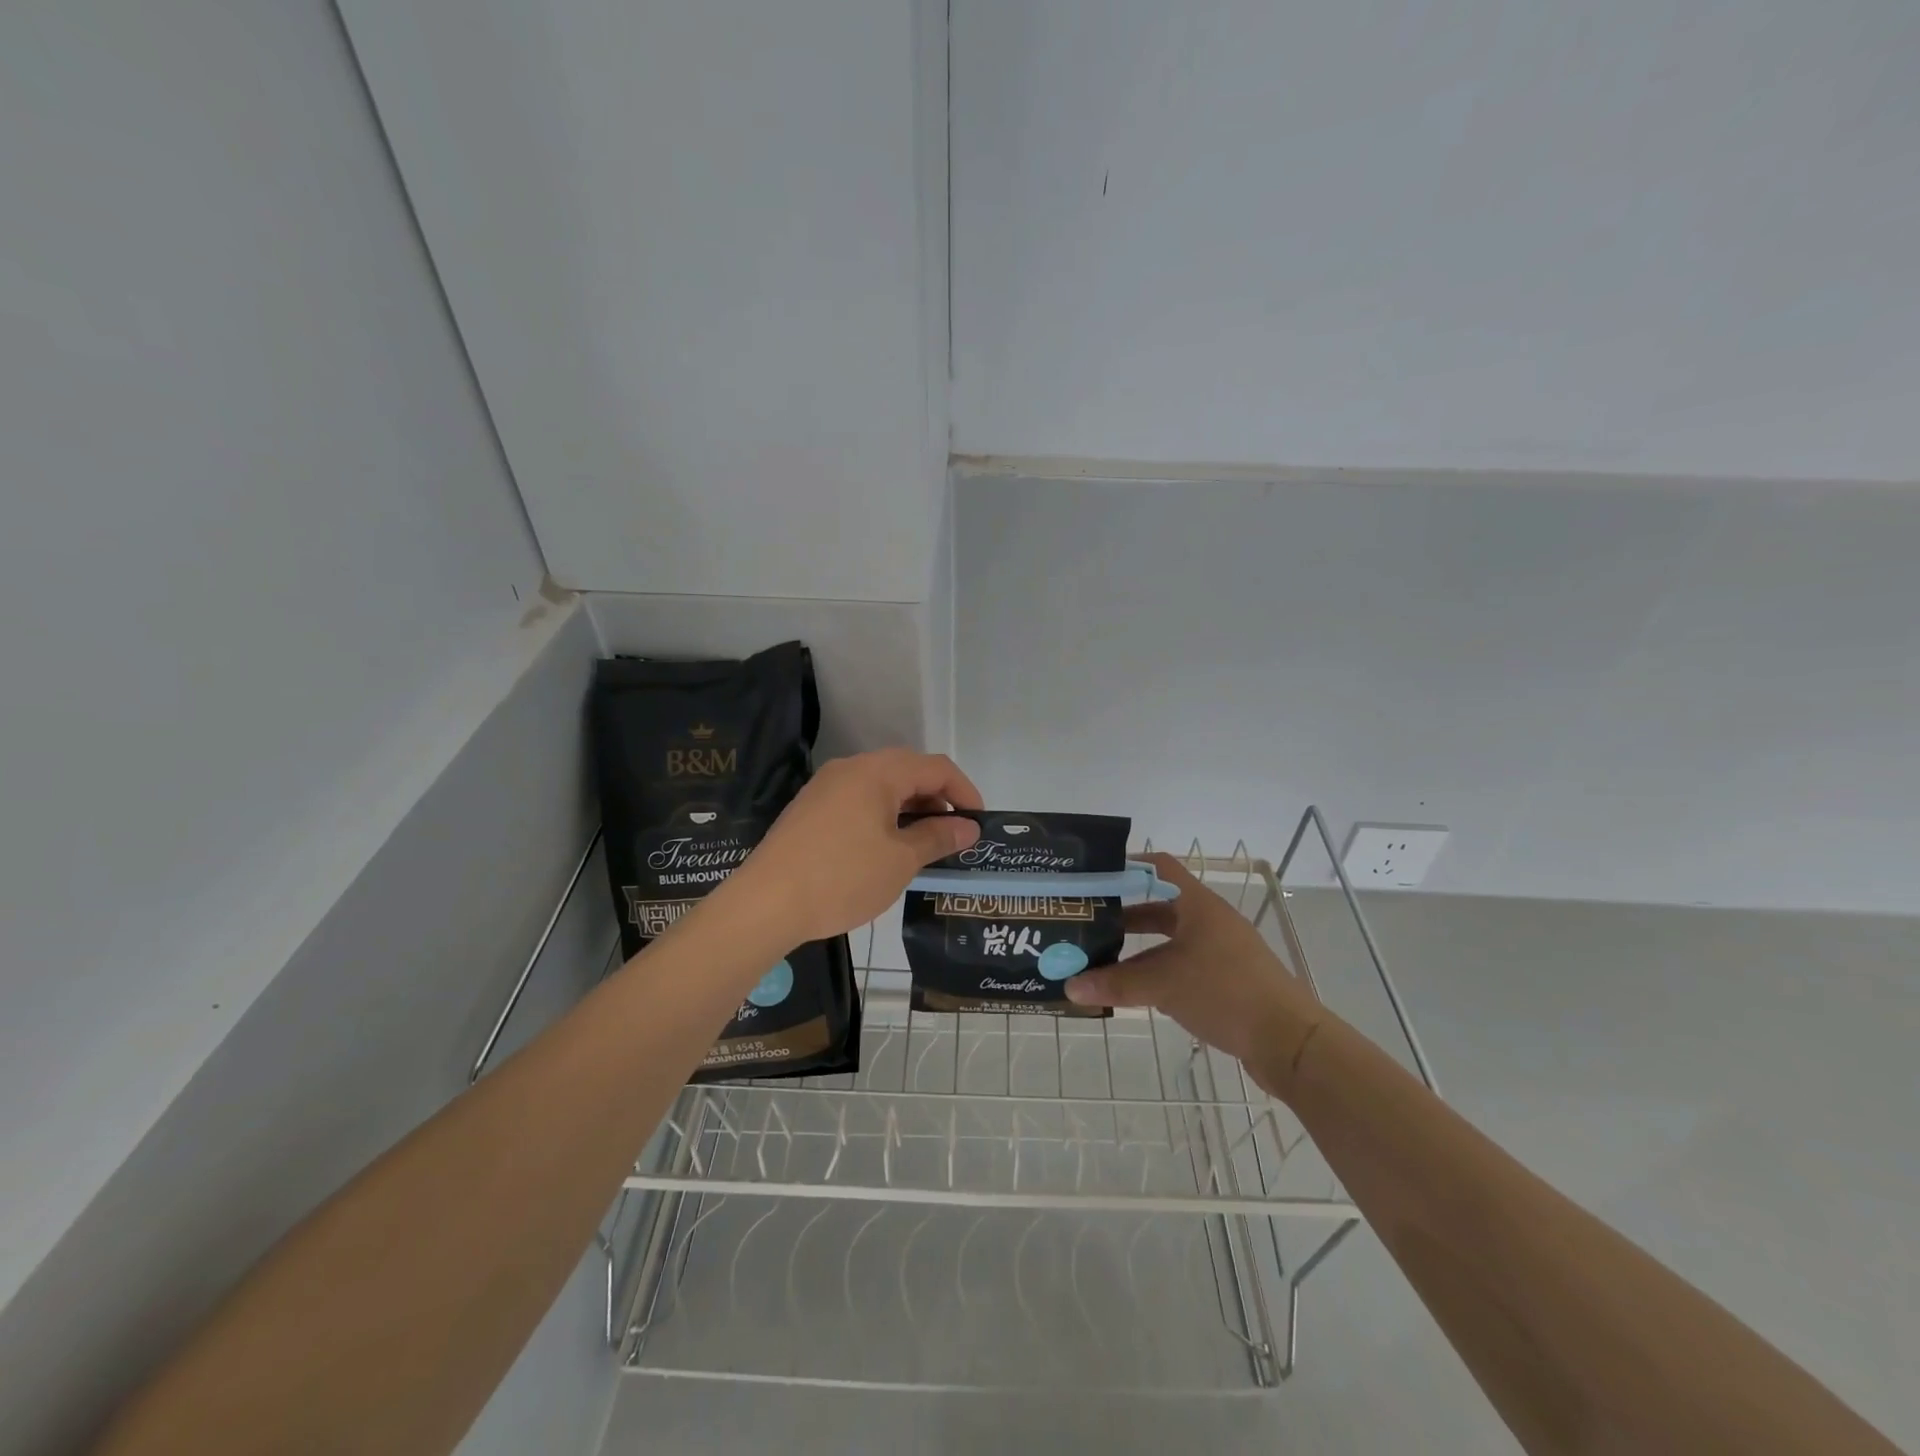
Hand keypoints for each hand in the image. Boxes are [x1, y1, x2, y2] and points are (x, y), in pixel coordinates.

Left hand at [727, 748, 982, 944]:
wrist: (765, 904)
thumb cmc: (842, 877)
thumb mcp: (900, 860)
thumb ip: (938, 837)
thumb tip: (969, 827)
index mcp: (877, 772)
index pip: (936, 767)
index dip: (964, 791)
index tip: (979, 824)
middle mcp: (851, 769)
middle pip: (908, 772)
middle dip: (937, 801)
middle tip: (953, 837)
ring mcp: (826, 788)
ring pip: (882, 788)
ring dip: (910, 811)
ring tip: (924, 847)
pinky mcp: (810, 809)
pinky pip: (859, 802)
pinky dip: (883, 818)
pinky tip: (886, 850)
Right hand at [1065, 853, 1323, 1097]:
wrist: (1290, 1042)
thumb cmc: (1225, 993)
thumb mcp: (1164, 985)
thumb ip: (1116, 983)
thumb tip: (1069, 987)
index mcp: (1198, 906)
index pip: (1158, 868)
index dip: (1126, 866)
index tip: (1093, 876)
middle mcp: (1210, 921)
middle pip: (1160, 906)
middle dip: (1124, 914)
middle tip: (1088, 922)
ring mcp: (1221, 952)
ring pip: (1170, 940)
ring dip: (1138, 948)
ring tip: (1101, 959)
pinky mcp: (1227, 981)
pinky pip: (1182, 966)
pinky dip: (1157, 972)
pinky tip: (1134, 989)